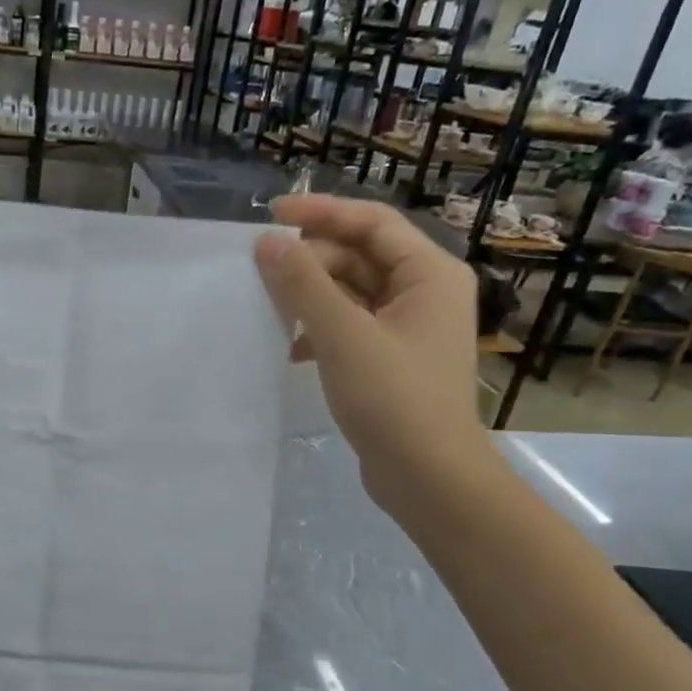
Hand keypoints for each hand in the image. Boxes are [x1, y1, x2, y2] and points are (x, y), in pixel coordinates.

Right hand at [254, 194, 487, 509]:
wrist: (430, 477)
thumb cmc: (394, 399)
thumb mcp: (344, 336)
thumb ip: (304, 285)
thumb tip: (268, 243)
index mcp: (430, 273)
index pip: (372, 222)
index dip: (321, 213)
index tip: (270, 216)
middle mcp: (424, 292)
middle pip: (360, 256)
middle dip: (311, 261)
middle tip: (261, 272)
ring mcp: (409, 328)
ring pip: (351, 292)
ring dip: (311, 296)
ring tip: (268, 307)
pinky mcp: (391, 359)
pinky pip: (350, 325)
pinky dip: (319, 329)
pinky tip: (289, 348)